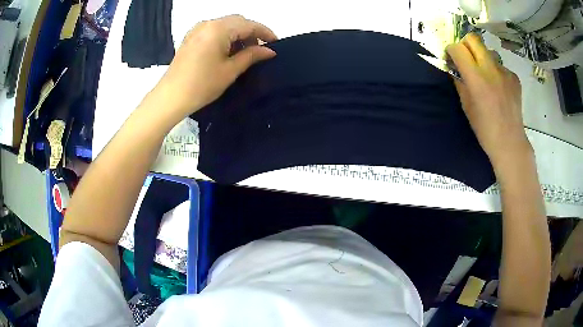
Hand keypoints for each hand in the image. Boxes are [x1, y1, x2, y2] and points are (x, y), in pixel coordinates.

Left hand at [153, 15, 276, 121]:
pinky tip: (228, 51)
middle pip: (237, 21)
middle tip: (260, 50)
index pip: (249, 24)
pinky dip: (225, 37)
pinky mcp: (191, 37)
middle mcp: (208, 23)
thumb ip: (251, 56)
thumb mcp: (230, 70)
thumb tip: (270, 51)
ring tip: (245, 53)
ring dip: (238, 35)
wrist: (170, 97)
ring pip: (226, 25)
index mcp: (219, 29)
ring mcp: (197, 29)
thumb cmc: (202, 85)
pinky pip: (214, 30)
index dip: (265, 33)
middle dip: (251, 33)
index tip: (276, 44)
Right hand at [446, 33, 531, 170]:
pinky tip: (499, 89)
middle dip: (466, 45)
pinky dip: (497, 73)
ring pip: (489, 52)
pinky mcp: (514, 77)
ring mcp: (505, 72)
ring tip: (486, 77)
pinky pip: (501, 67)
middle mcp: (490, 69)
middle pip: (473, 39)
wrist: (509, 142)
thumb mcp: (466, 105)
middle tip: (466, 59)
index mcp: (476, 78)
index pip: (457, 48)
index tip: (452, 59)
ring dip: (483, 59)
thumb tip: (455, 67)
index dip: (451, 50)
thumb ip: (460, 82)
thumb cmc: (484, 128)